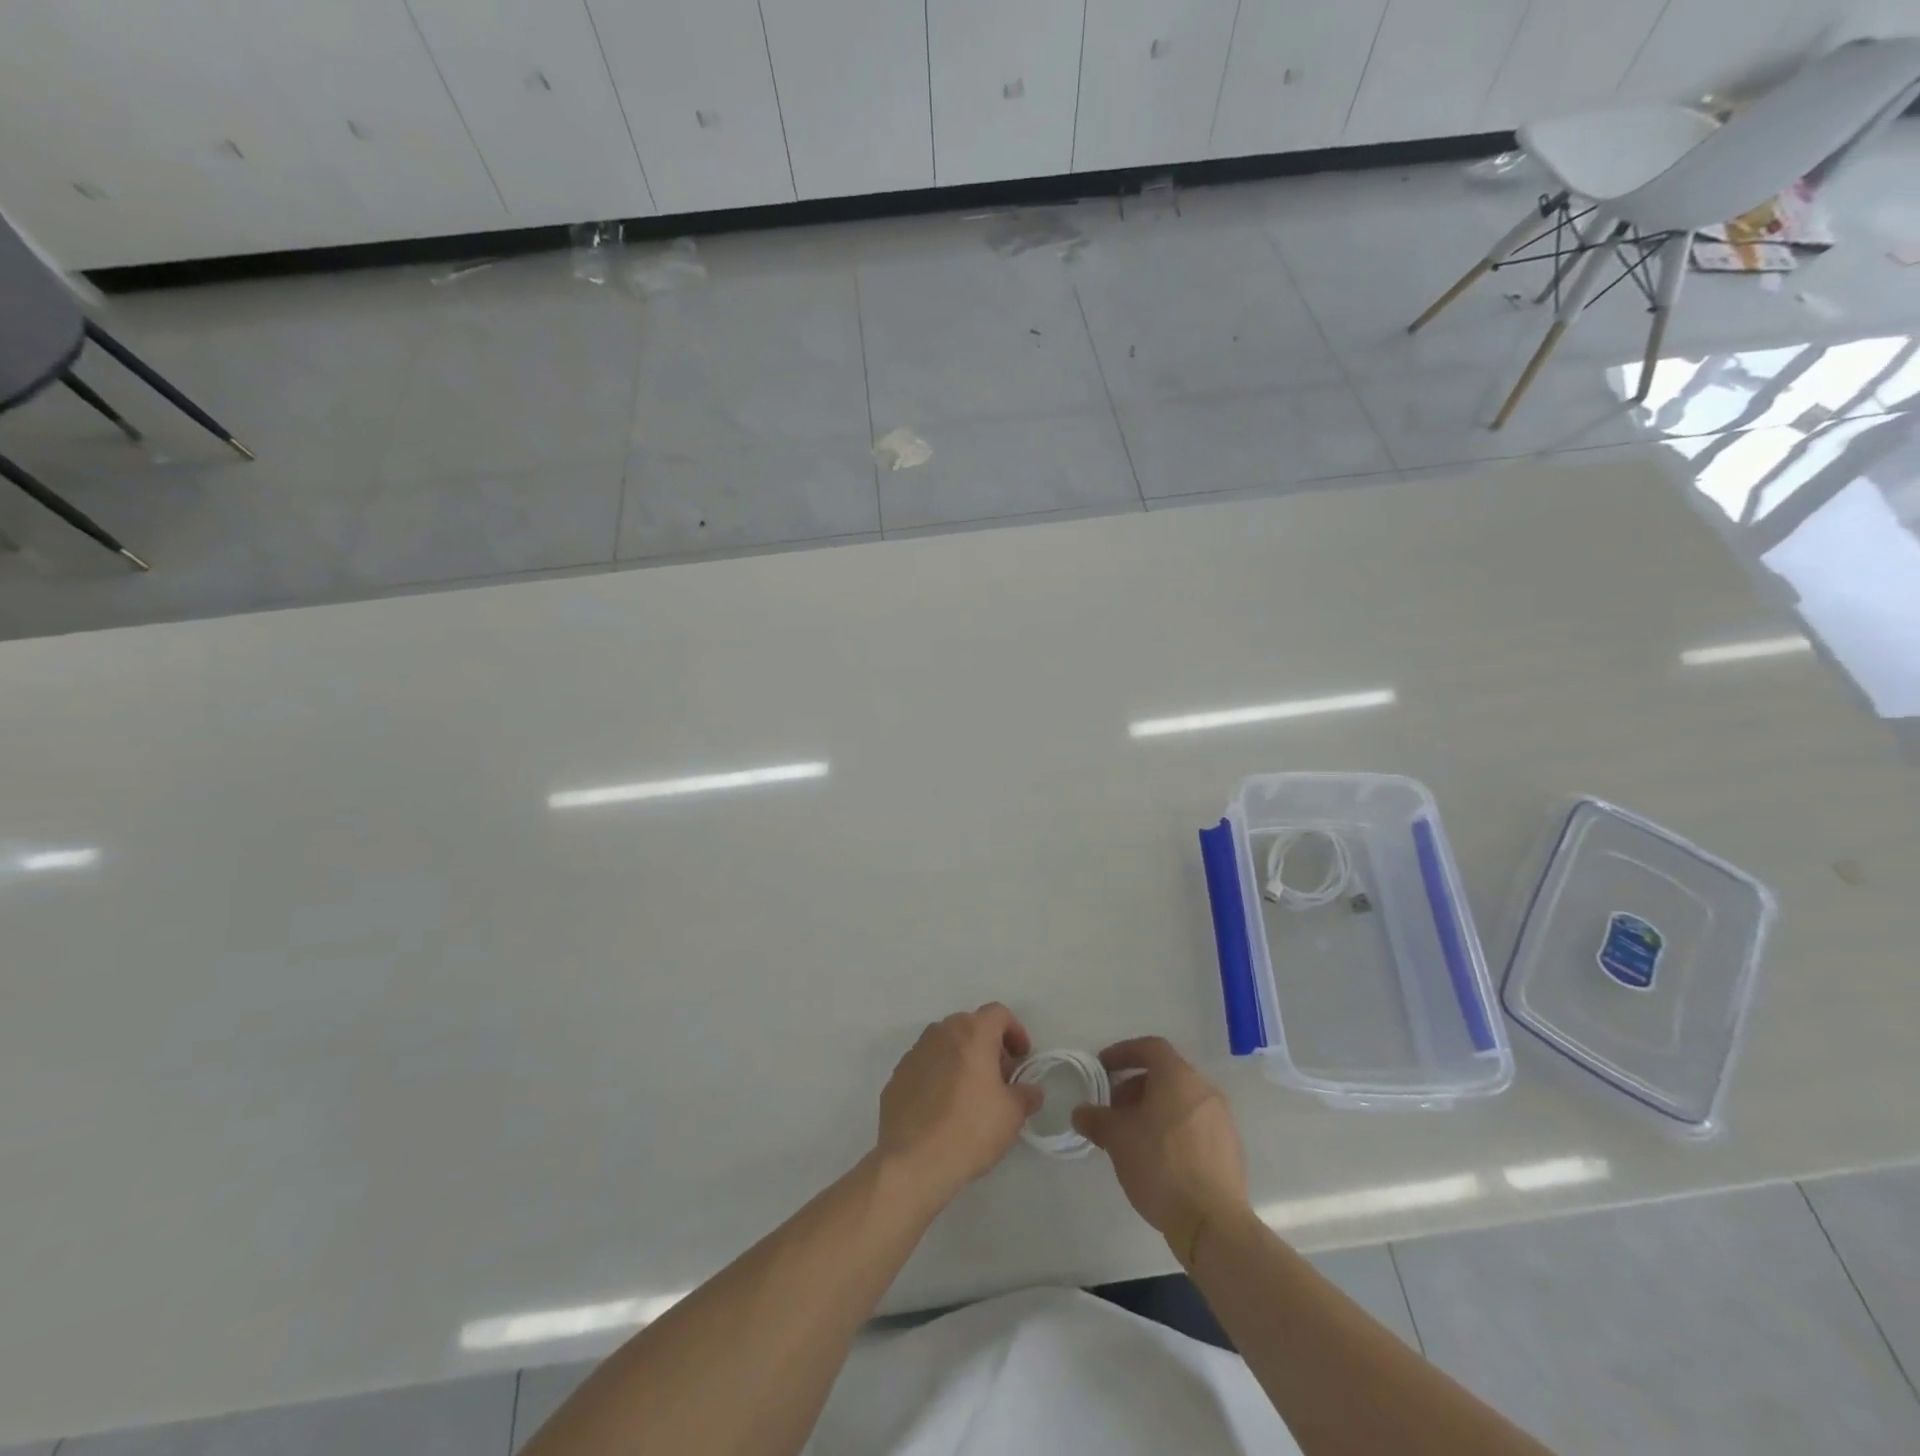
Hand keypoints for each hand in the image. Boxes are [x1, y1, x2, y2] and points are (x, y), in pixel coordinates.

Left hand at [876, 1003, 1043, 1206]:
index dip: (1016, 1032)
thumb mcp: (1012, 1114)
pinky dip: (940, 1076)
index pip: (999, 1014)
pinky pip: (927, 1065)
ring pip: (947, 1045)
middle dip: (989, 1047)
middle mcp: (941, 1032)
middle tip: (1000, 1079)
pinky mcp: (897, 1075)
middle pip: (971, 1027)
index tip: (1022, 1059)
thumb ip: (1025, 1095)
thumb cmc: (970, 1129)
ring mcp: (915, 1052)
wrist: (912, 1160)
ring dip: (963, 1060)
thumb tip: (1030, 1090)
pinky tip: (944, 1108)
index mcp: (972, 1032)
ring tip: (972, 1095)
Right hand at [1071, 1037, 1248, 1264]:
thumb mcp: (1117, 1139)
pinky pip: (1195, 1124)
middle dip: (1135, 1086)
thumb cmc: (1161, 1166)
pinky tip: (1158, 1157)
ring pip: (1181, 1101)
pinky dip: (1173, 1128)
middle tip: (1114, 1109)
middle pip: (1166, 1075)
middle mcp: (1204, 1090)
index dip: (1123, 1052)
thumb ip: (1096, 1119)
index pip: (1150, 1048)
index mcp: (1179, 1077)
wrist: (1212, 1223)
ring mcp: (1222, 1120)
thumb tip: (1081, 1113)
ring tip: (1133, 1136)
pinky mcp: (1230, 1149)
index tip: (1103, 1067)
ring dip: (1154, 1109)